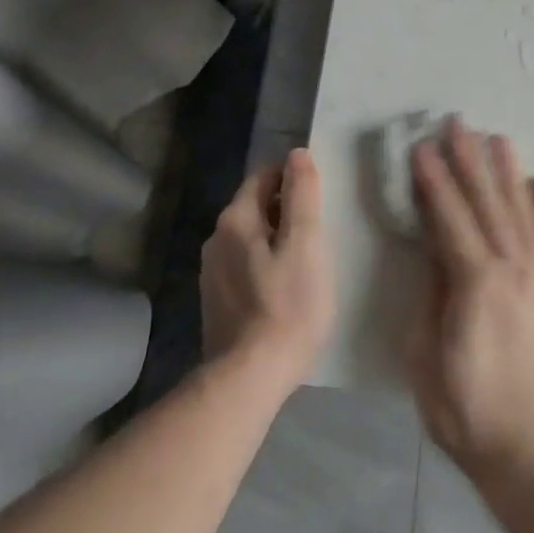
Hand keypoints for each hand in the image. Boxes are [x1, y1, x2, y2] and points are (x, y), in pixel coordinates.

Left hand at [201, 148, 334, 392]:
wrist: (248, 378)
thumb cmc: (287, 305)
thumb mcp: (306, 244)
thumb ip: (302, 195)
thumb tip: (297, 154)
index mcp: (236, 219)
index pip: (265, 175)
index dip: (295, 180)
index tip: (321, 201)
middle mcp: (216, 238)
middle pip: (257, 206)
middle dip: (287, 210)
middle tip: (320, 233)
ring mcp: (212, 272)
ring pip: (251, 237)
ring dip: (277, 240)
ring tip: (307, 262)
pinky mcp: (216, 300)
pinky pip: (245, 265)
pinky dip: (266, 265)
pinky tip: (285, 289)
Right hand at [406, 119, 533, 488]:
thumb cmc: (467, 411)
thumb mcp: (425, 359)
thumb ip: (430, 296)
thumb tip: (434, 250)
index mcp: (475, 282)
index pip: (449, 217)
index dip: (433, 180)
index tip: (421, 147)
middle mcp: (513, 266)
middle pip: (486, 201)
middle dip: (468, 159)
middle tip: (456, 123)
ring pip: (521, 209)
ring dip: (506, 171)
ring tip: (495, 138)